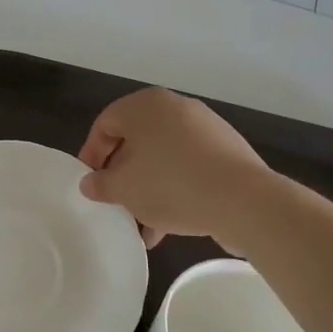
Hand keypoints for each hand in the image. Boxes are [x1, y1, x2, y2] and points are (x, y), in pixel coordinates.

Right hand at [77, 88, 270, 246]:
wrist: (243, 201)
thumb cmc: (170, 185)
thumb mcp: (124, 188)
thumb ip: (101, 184)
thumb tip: (90, 183)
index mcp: (146, 106)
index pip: (105, 123)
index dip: (91, 154)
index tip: (90, 184)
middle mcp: (176, 108)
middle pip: (136, 140)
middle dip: (122, 175)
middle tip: (115, 202)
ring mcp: (205, 128)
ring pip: (162, 157)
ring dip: (147, 188)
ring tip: (142, 224)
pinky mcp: (226, 151)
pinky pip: (188, 167)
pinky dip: (174, 189)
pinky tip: (168, 225)